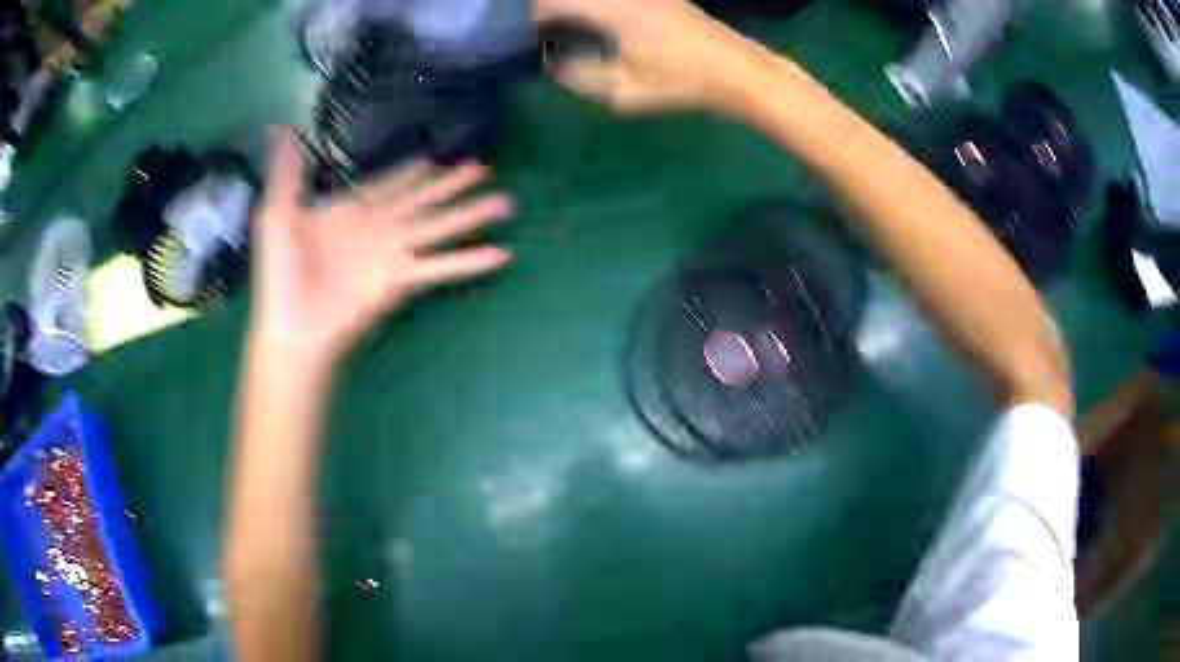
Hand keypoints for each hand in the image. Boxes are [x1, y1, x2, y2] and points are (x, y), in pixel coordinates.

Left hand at [250, 128, 512, 361]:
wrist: (292, 325)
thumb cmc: (280, 273)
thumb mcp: (277, 213)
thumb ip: (288, 172)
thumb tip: (282, 129)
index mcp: (349, 209)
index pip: (387, 183)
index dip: (409, 171)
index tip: (435, 158)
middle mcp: (378, 227)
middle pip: (423, 199)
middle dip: (452, 184)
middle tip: (484, 168)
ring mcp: (393, 253)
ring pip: (440, 225)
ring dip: (471, 215)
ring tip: (505, 203)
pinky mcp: (402, 280)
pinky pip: (441, 266)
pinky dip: (469, 261)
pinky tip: (499, 254)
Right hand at [536, 0, 761, 112]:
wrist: (737, 70)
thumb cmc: (683, 85)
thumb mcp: (627, 94)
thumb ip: (583, 78)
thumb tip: (554, 66)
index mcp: (614, 13)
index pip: (555, 2)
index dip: (536, 16)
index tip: (534, 36)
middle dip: (555, 8)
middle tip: (552, 31)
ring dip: (579, 6)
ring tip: (577, 28)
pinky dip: (603, 6)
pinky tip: (609, 25)